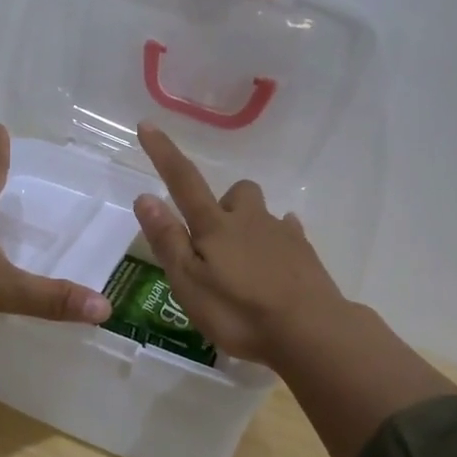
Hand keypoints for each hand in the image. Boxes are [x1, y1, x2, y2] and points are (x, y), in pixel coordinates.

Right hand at [130, 122, 348, 365]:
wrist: (311, 330)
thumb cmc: (240, 312)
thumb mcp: (190, 284)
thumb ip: (168, 240)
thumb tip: (144, 197)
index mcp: (215, 226)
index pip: (182, 181)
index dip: (163, 153)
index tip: (147, 125)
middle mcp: (248, 219)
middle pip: (234, 192)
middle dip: (222, 204)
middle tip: (213, 241)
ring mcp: (281, 233)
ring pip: (261, 211)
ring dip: (249, 223)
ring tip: (243, 258)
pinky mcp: (305, 252)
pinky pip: (288, 231)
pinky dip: (277, 239)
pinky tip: (276, 260)